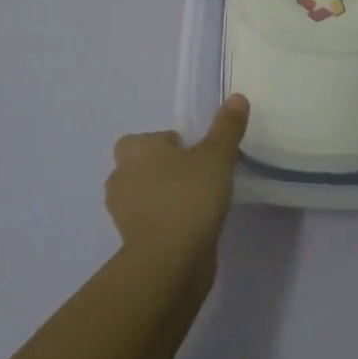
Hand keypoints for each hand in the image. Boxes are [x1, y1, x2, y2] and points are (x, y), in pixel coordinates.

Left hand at [106, 96, 249, 275]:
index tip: (198, 156)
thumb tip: (237, 97)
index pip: (150, 139)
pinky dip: (167, 222)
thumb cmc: (189, 197)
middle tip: (201, 177)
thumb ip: (226, 127)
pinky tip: (193, 228)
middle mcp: (120, 177)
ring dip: (167, 197)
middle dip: (168, 170)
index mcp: (134, 150)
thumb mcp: (216, 156)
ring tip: (200, 204)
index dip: (173, 145)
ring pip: (147, 195)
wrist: (169, 262)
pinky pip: (152, 222)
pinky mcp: (130, 242)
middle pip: (146, 166)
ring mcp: (122, 213)